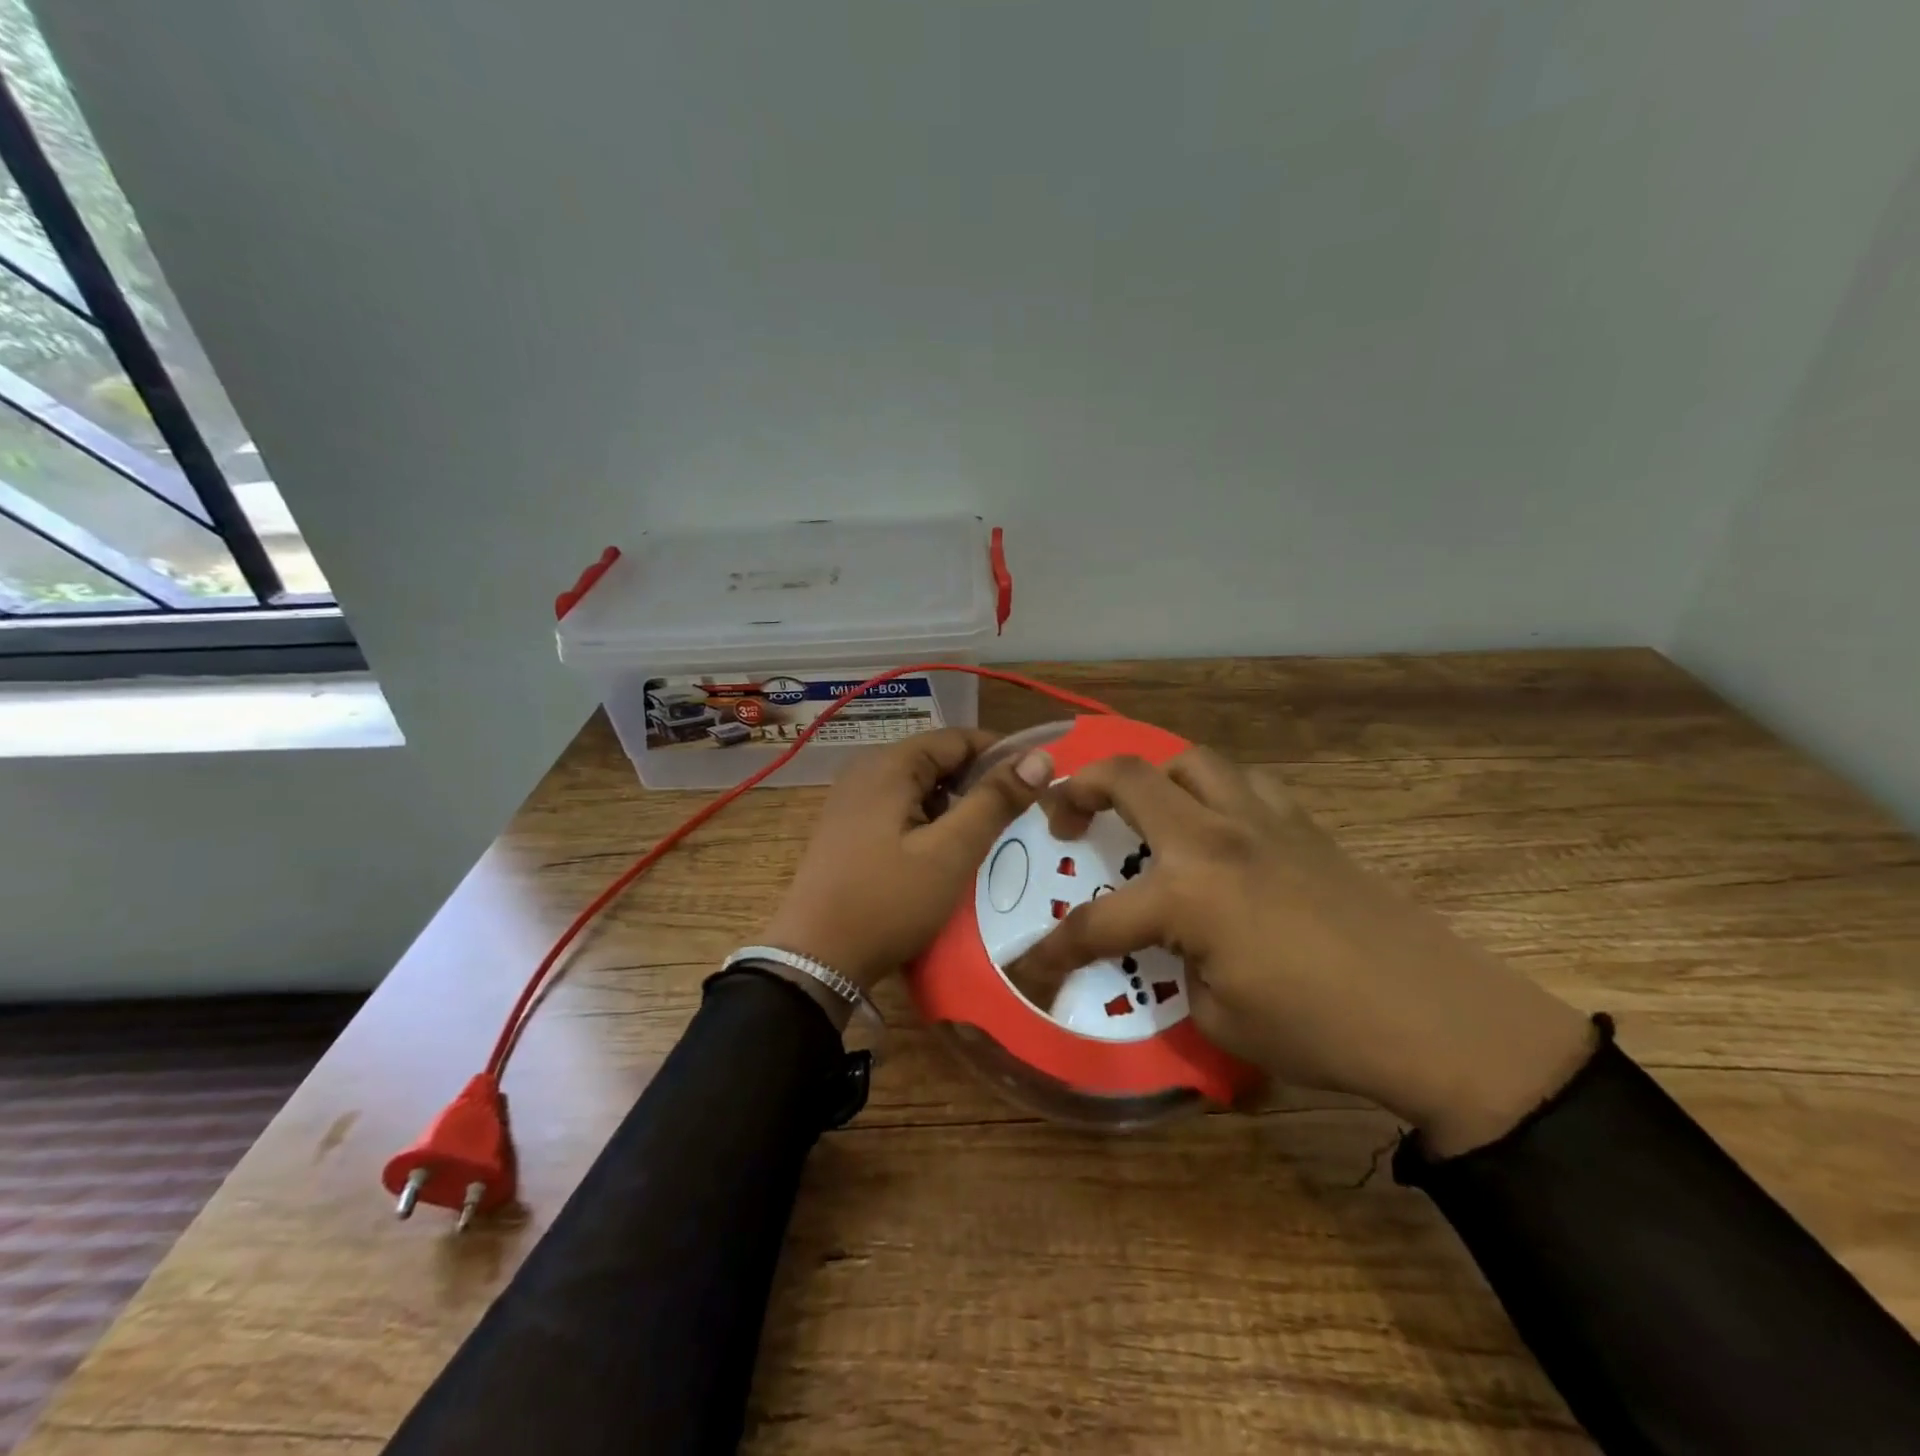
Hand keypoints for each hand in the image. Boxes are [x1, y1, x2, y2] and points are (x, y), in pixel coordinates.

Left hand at [761, 728, 1054, 999]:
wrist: (815, 959)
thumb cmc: (888, 901)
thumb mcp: (951, 852)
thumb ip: (995, 801)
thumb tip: (1038, 756)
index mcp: (889, 765)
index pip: (958, 737)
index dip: (1002, 754)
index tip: (1038, 782)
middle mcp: (867, 772)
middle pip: (937, 760)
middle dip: (980, 782)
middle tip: (1019, 813)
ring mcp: (853, 801)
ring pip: (920, 788)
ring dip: (956, 805)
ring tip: (990, 835)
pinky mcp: (848, 830)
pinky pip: (901, 810)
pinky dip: (930, 822)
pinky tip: (947, 853)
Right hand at [1006, 749, 1594, 1154]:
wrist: (1436, 1017)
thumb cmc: (1320, 1029)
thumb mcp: (1220, 1019)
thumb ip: (1178, 969)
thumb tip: (1174, 947)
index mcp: (1188, 894)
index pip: (1096, 922)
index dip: (1052, 951)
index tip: (1027, 968)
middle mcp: (1215, 839)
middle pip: (1129, 776)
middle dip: (1079, 788)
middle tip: (1064, 817)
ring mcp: (1262, 821)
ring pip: (1191, 761)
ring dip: (1154, 778)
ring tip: (1147, 813)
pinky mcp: (1303, 824)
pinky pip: (1244, 785)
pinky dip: (1215, 793)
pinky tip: (1219, 829)